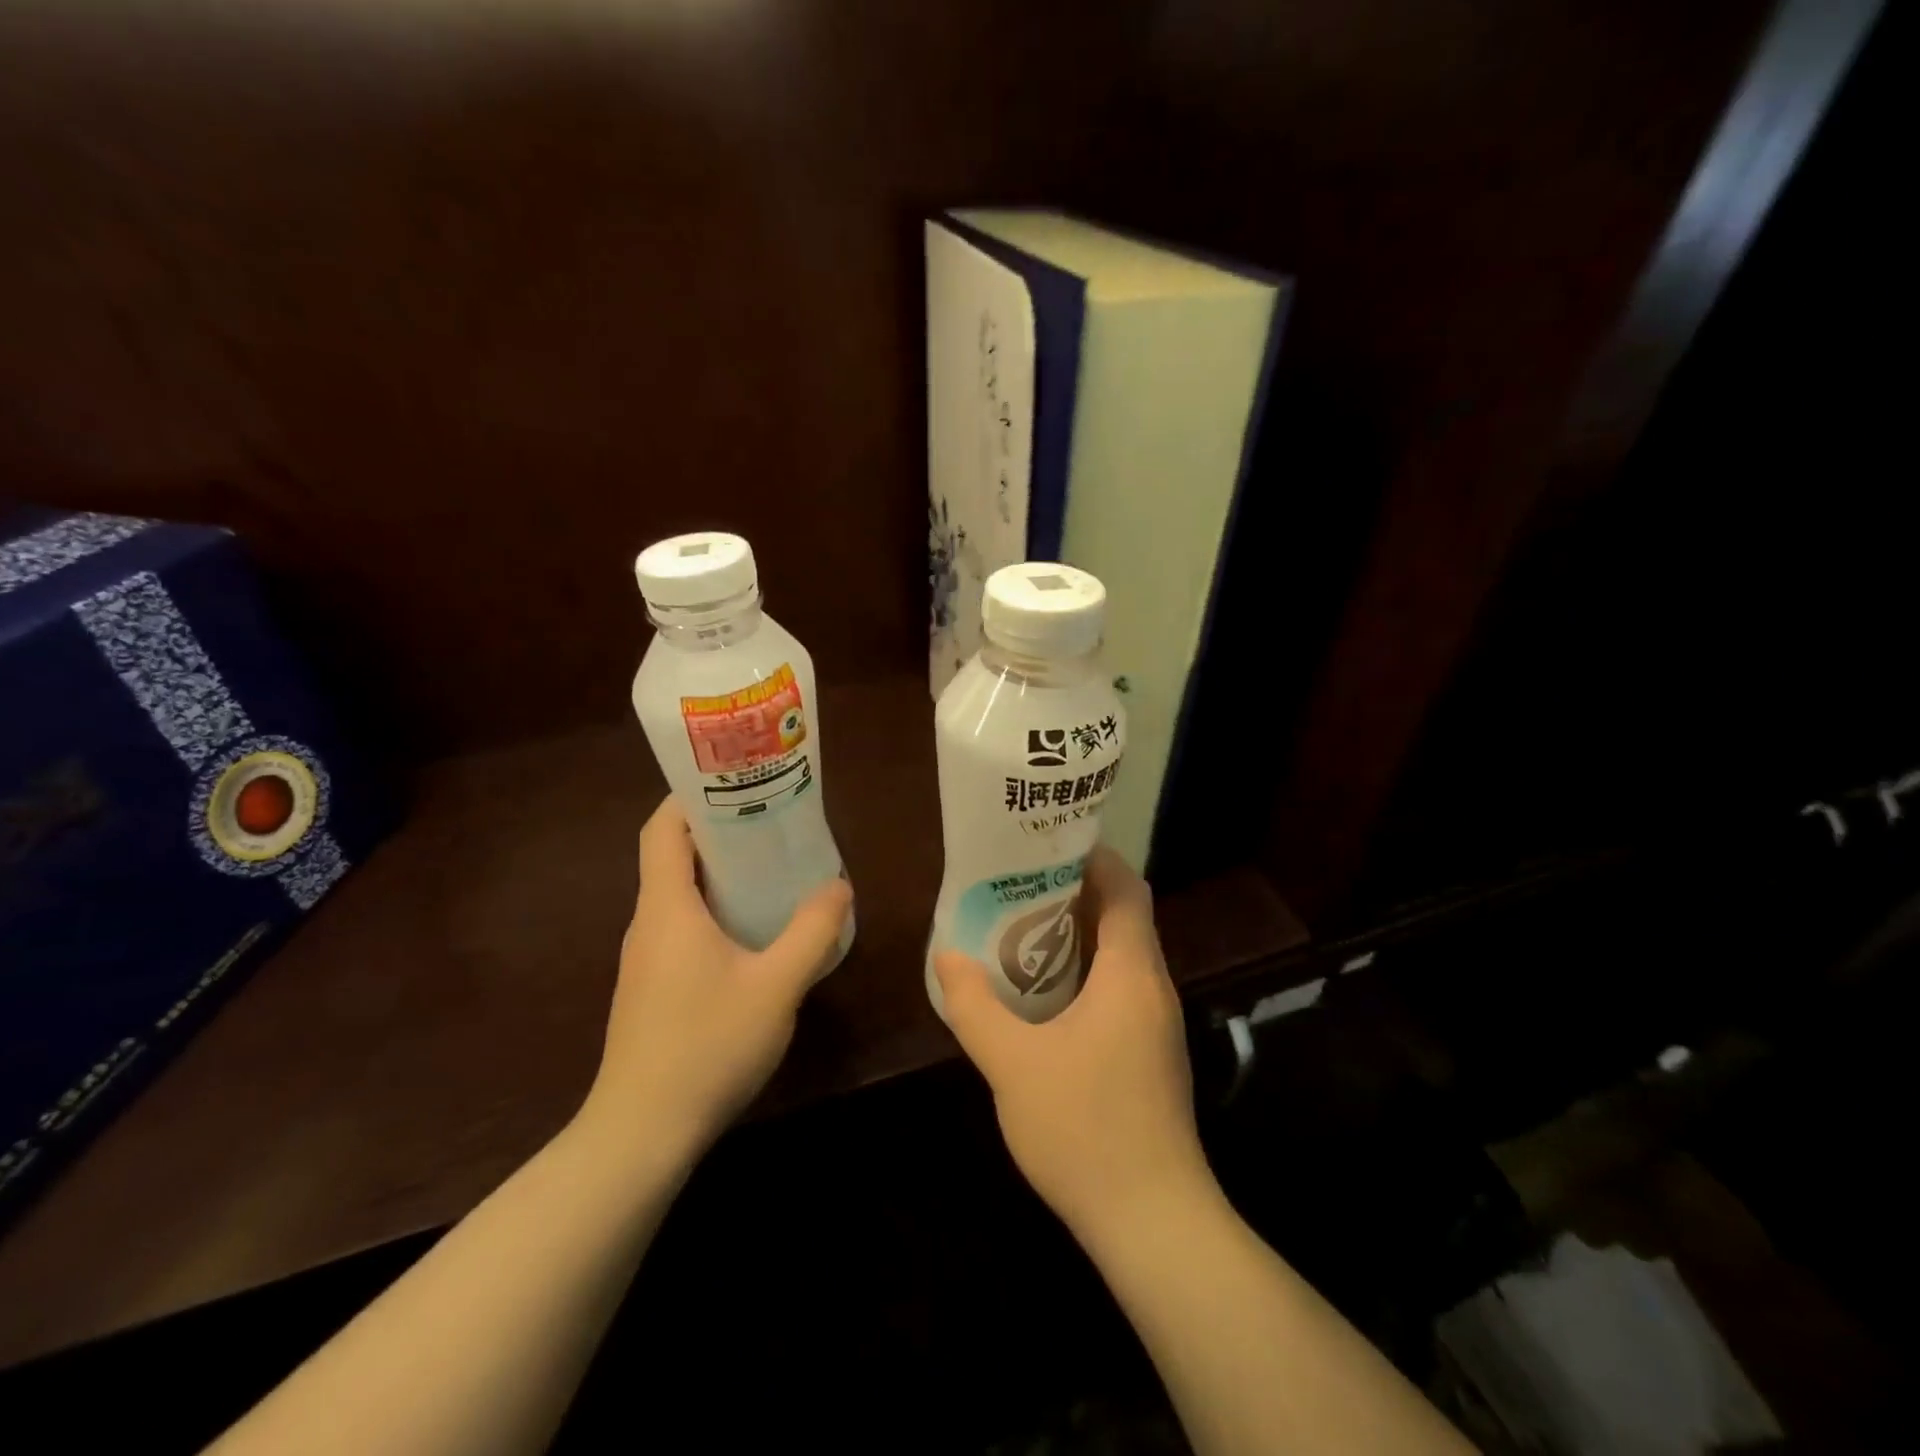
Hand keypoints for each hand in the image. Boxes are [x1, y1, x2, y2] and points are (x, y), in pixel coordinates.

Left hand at [580, 798, 852, 1160]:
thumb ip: (812, 932)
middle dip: (719, 831)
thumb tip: (839, 885)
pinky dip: (715, 911)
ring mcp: (646, 959)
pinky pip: (683, 928)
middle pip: (673, 856)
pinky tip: (755, 933)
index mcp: (667, 908)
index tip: (735, 781)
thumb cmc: (706, 1047)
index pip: (662, 829)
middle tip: (773, 820)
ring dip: (720, 874)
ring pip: (679, 895)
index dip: (690, 796)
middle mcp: (649, 924)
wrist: (641, 1135)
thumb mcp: (776, 986)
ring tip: (773, 868)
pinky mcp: (652, 988)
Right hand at [933, 847, 1214, 1245]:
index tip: (1049, 844)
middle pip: (1124, 916)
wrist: (1152, 1221)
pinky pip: (1120, 988)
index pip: (1127, 889)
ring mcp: (1156, 1023)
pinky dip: (1086, 971)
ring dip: (1079, 934)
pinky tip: (1042, 992)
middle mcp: (1153, 988)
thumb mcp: (1012, 1064)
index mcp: (1131, 974)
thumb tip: (947, 956)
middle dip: (1076, 892)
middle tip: (1019, 882)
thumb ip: (974, 1006)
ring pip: (1122, 955)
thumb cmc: (1085, 1130)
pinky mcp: (1151, 1053)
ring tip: (1021, 927)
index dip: (1095, 858)